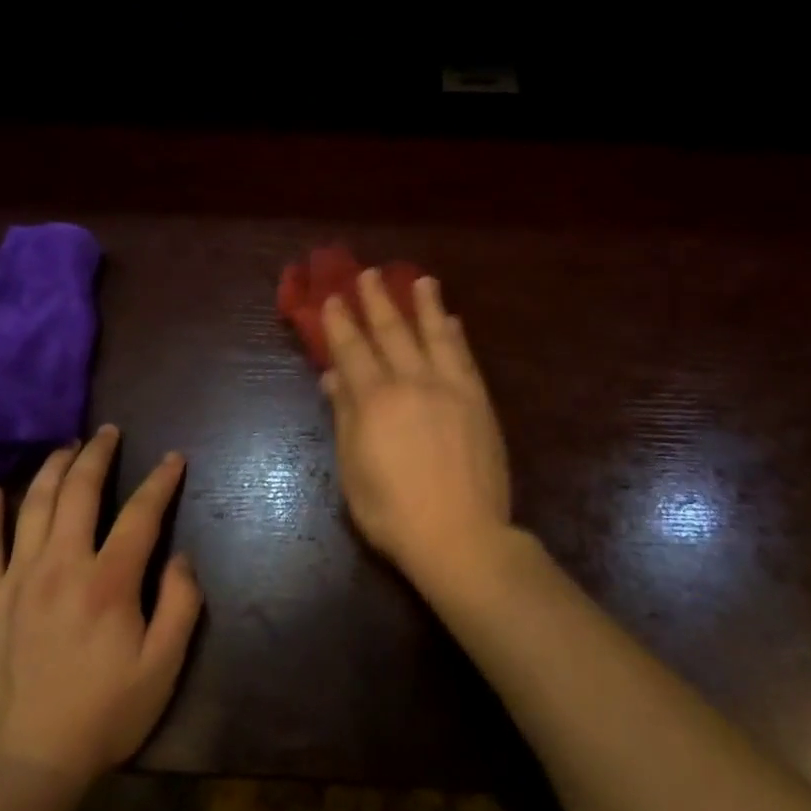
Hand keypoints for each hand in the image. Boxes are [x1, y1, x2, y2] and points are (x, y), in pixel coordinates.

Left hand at [0, 425, 202, 785]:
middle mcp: (61, 566)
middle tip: (109, 432)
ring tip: (66, 446)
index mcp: (109, 581)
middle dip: (98, 454)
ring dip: (52, 469)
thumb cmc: (102, 715)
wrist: (23, 767)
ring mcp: (17, 580)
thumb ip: (181, 605)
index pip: (140, 514)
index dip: (160, 481)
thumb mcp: (163, 668)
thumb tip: (181, 558)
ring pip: (33, 505)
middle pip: (79, 492)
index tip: (173, 459)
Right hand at [321, 270, 512, 591]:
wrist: (460, 535)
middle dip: (378, 300)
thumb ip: (344, 418)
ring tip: (421, 280)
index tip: (334, 298)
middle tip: (370, 274)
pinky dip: (456, 336)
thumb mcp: (353, 470)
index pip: (352, 350)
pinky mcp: (478, 400)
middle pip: (391, 331)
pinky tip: (453, 321)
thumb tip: (333, 378)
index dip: (340, 323)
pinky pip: (464, 357)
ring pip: (434, 334)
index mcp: (374, 400)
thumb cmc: (393, 512)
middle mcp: (411, 382)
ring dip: (425, 304)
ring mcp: (449, 388)